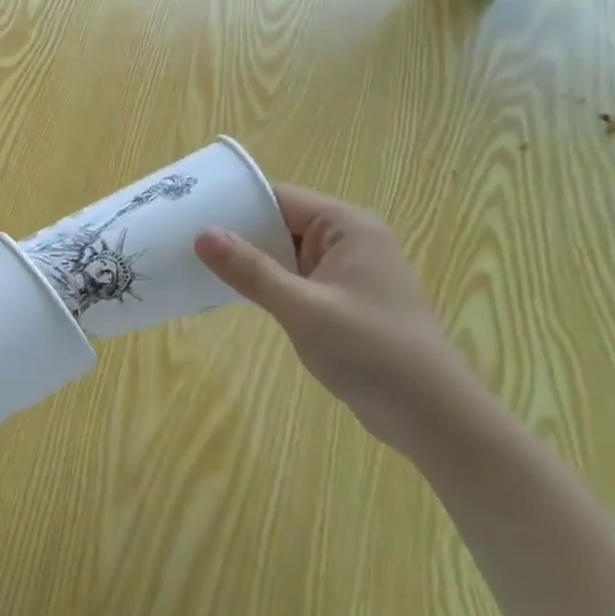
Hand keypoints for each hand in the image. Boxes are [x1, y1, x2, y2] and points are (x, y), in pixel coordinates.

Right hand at [195, 185, 486, 457]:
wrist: (433, 418)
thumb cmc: (372, 353)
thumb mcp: (303, 309)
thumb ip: (251, 270)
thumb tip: (202, 234)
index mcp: (346, 226)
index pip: (278, 197)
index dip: (233, 203)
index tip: (187, 211)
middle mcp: (348, 239)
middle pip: (279, 221)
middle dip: (236, 232)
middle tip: (181, 238)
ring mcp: (346, 270)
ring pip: (283, 251)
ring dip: (248, 259)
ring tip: (196, 262)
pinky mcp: (342, 299)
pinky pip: (293, 276)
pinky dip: (266, 282)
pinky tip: (232, 292)